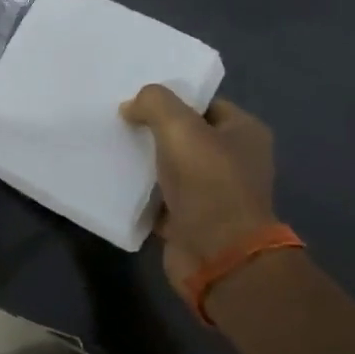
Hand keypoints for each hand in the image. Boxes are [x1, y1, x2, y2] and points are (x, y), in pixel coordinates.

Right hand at [121, 86, 277, 293]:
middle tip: (118, 120)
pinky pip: (159, 197)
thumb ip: (153, 102)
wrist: (218, 255)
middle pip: (185, 135)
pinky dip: (139, 191)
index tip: (137, 98)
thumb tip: (131, 108)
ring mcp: (213, 193)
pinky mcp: (190, 220)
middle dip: (153, 129)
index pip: (204, 104)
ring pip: (169, 166)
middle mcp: (234, 161)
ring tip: (110, 145)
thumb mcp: (179, 126)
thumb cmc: (208, 182)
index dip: (173, 99)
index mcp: (244, 133)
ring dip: (144, 161)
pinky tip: (113, 178)